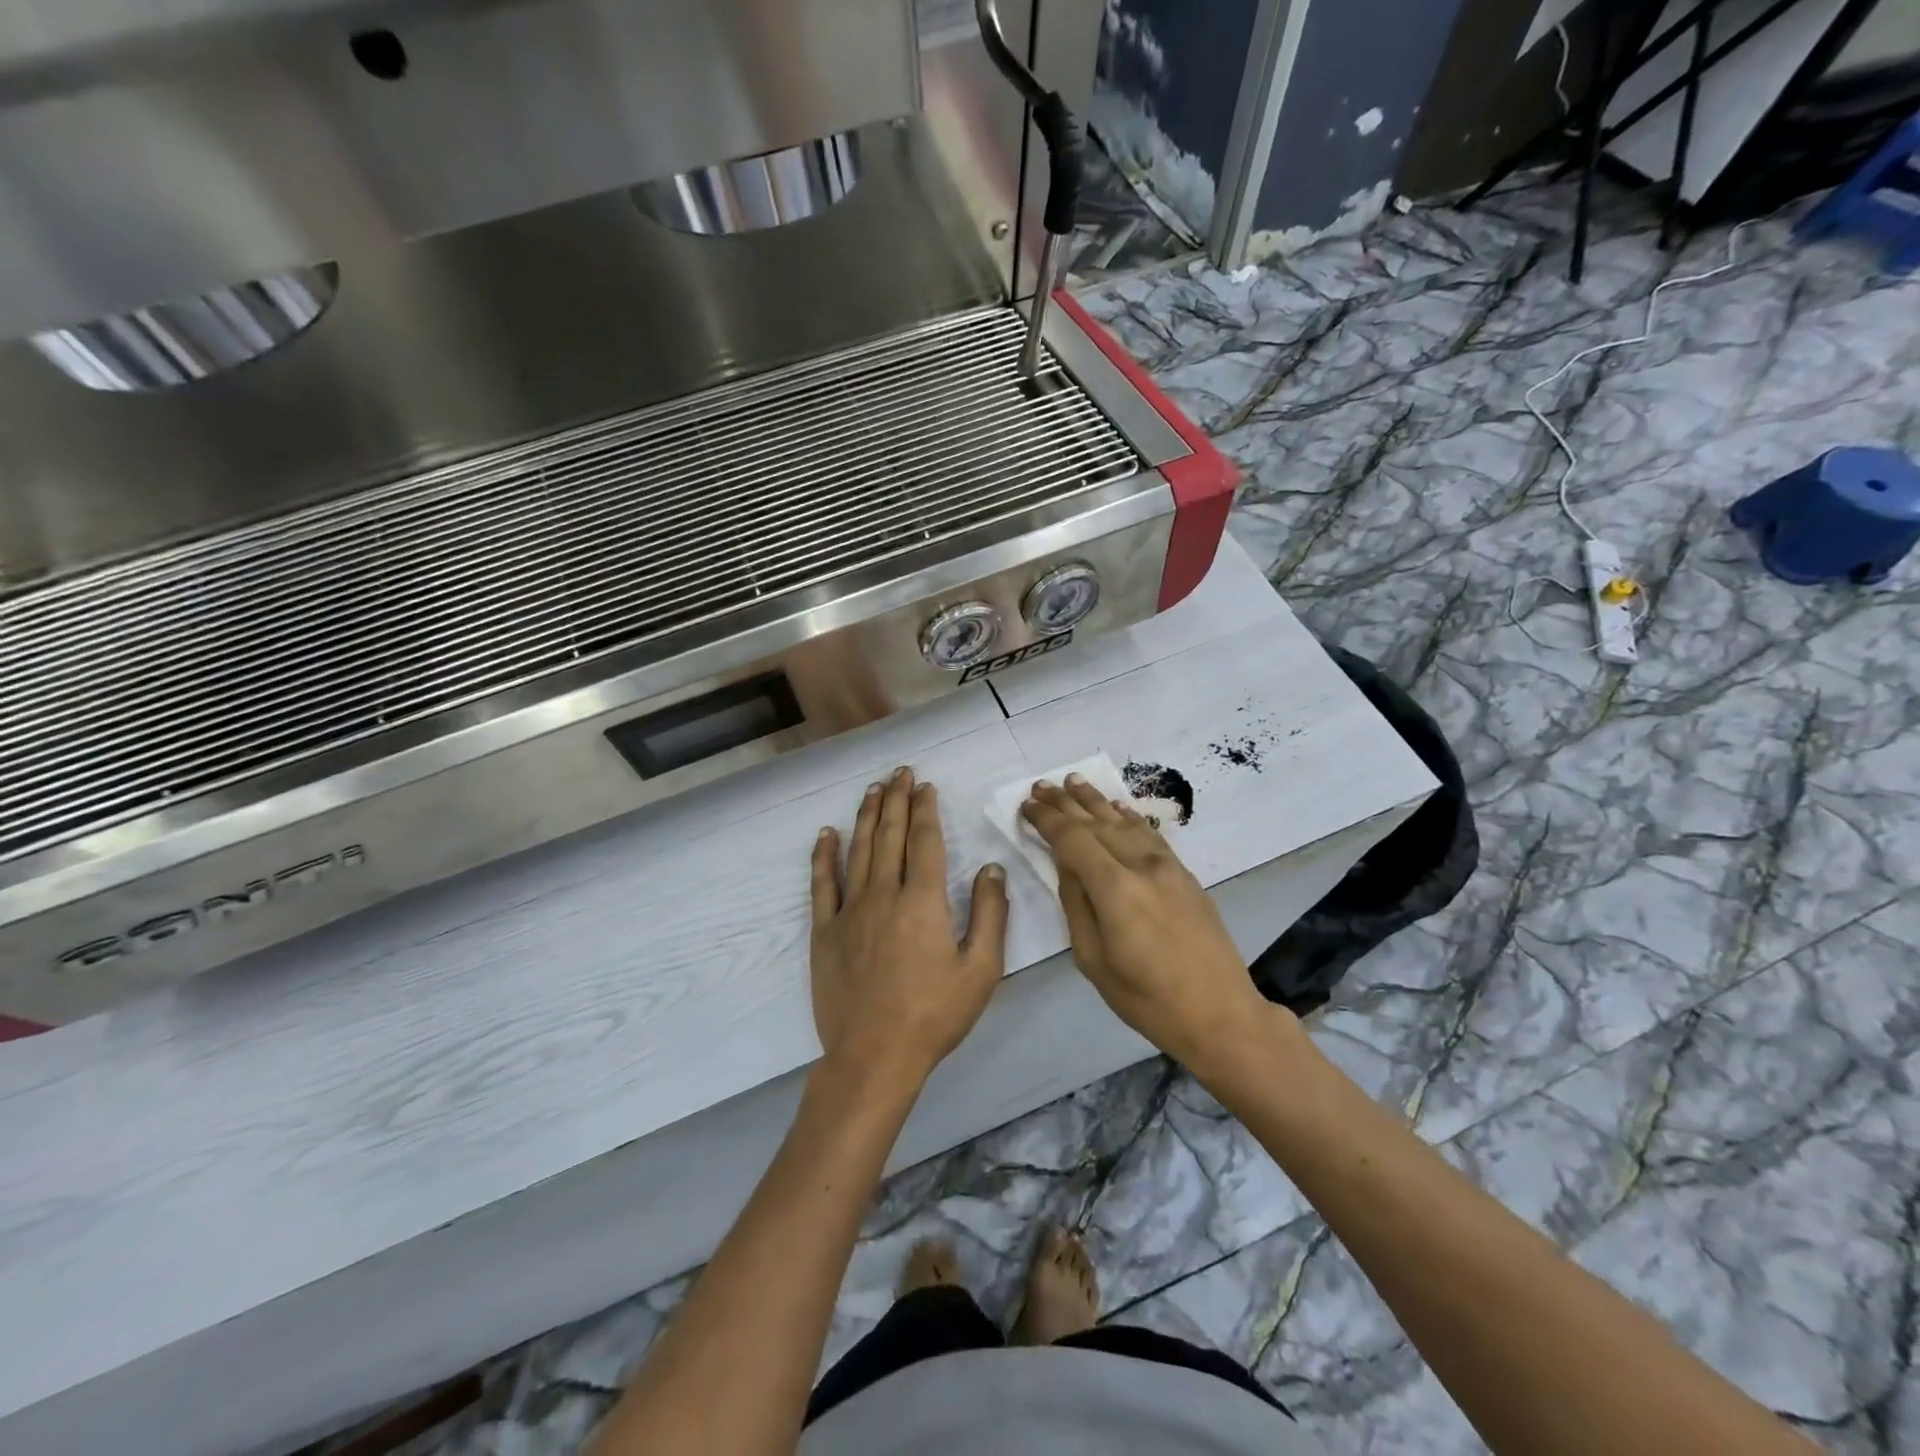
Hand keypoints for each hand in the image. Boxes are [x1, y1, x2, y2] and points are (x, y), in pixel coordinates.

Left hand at [810, 767, 1009, 1090]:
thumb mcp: (980, 970)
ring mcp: (850, 910)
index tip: (926, 787)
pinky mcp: (825, 930)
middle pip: (890, 835)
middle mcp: (883, 894)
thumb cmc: (934, 1015)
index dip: (926, 810)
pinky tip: (826, 834)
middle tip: (900, 773)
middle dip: (897, 800)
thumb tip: (991, 868)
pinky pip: (822, 883)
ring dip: (867, 816)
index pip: (924, 841)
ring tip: (873, 789)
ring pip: (858, 850)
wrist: (874, 1056)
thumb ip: (989, 914)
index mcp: (923, 901)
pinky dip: (824, 855)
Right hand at [1021, 775, 1278, 1073]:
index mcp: (1115, 889)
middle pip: (1097, 823)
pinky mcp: (1185, 874)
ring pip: (1124, 822)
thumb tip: (1066, 867)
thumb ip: (1076, 905)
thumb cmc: (1147, 999)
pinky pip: (1150, 835)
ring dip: (1096, 801)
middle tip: (1041, 786)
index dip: (1047, 819)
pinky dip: (1129, 817)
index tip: (1026, 805)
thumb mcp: (1094, 960)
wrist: (1220, 1014)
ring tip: (1073, 781)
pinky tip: (1117, 806)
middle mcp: (1142, 866)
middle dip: (1066, 803)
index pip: (1073, 839)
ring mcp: (1169, 867)